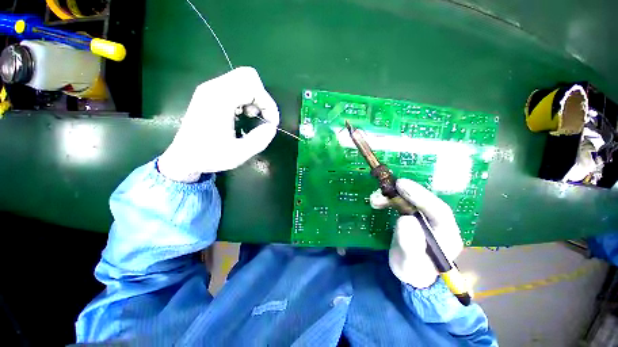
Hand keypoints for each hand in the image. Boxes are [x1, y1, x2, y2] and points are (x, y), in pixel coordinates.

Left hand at [158, 67, 278, 181]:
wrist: (184, 157)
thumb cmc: (210, 156)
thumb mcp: (240, 153)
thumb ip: (261, 139)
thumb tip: (271, 127)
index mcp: (219, 100)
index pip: (253, 87)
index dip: (268, 104)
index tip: (271, 123)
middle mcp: (213, 88)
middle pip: (248, 76)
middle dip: (261, 97)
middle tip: (261, 117)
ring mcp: (210, 89)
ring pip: (242, 79)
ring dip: (253, 98)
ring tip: (251, 117)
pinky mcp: (209, 94)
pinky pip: (234, 86)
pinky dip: (245, 98)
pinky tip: (241, 114)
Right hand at [370, 179, 463, 287]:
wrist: (410, 274)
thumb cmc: (413, 272)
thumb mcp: (410, 264)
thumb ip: (410, 245)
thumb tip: (405, 219)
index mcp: (447, 236)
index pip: (439, 211)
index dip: (421, 196)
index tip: (402, 186)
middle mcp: (439, 224)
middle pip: (425, 202)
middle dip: (406, 193)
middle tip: (387, 187)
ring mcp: (426, 219)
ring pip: (412, 200)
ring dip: (393, 196)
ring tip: (375, 199)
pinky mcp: (414, 217)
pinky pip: (402, 203)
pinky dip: (389, 200)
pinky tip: (378, 202)